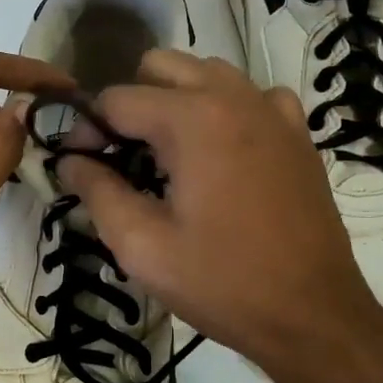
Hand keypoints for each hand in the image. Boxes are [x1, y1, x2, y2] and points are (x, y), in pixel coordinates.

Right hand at [56, 50, 382, 382]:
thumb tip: (69, 160)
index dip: (87, 128)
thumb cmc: (222, 283)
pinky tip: (222, 153)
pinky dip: (225, 110)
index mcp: (192, 119)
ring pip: (206, 73)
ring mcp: (272, 110)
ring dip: (176, 100)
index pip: (117, 98)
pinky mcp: (297, 132)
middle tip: (123, 155)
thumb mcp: (142, 246)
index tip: (81, 164)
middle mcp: (234, 97)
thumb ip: (97, 192)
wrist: (313, 315)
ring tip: (169, 155)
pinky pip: (250, 96)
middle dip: (131, 102)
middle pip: (161, 66)